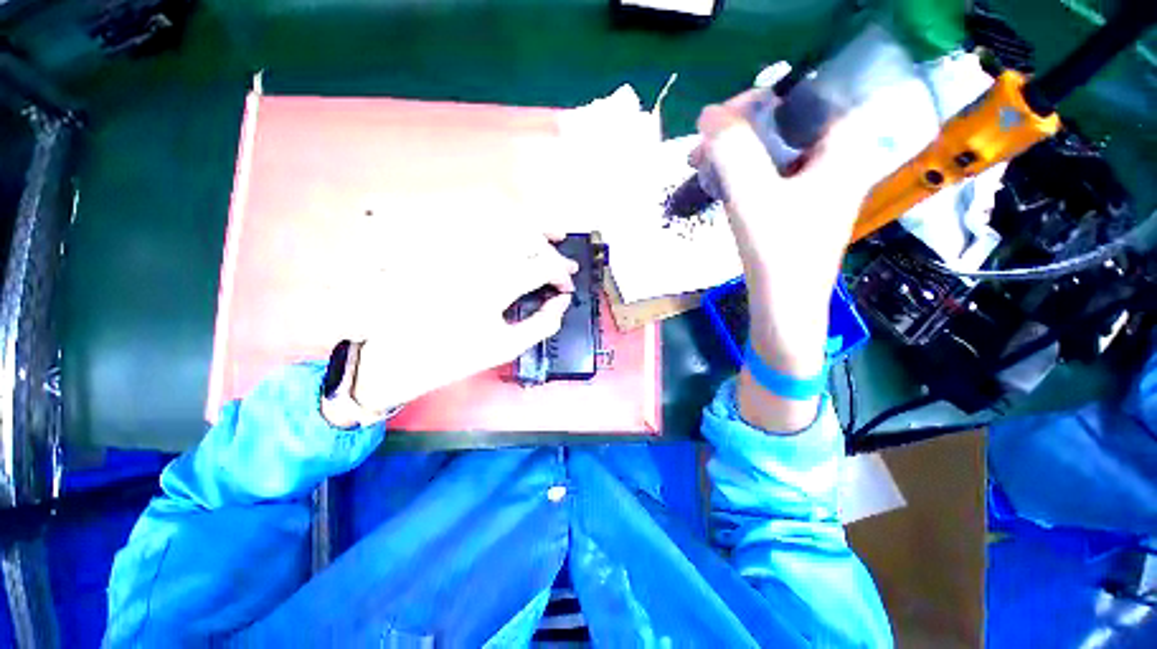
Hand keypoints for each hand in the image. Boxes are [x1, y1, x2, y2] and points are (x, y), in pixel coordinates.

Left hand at [343, 218, 578, 412]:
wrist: (402, 353)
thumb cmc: (457, 355)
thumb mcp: (507, 347)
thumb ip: (543, 323)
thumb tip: (562, 302)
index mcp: (496, 285)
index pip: (542, 266)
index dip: (561, 275)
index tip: (567, 288)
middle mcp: (481, 259)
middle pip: (528, 240)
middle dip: (555, 253)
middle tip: (569, 266)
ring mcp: (463, 250)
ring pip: (507, 224)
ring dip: (535, 229)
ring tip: (554, 236)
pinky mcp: (450, 251)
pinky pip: (484, 228)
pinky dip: (508, 226)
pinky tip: (519, 234)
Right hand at [697, 90, 877, 431]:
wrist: (785, 309)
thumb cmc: (778, 256)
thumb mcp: (752, 199)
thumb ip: (733, 151)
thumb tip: (708, 114)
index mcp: (844, 149)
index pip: (805, 98)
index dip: (761, 101)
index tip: (722, 122)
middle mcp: (838, 160)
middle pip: (787, 123)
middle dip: (742, 131)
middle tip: (705, 146)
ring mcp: (819, 184)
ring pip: (775, 149)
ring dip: (738, 153)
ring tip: (703, 165)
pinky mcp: (800, 204)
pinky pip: (771, 173)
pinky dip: (744, 173)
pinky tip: (720, 183)